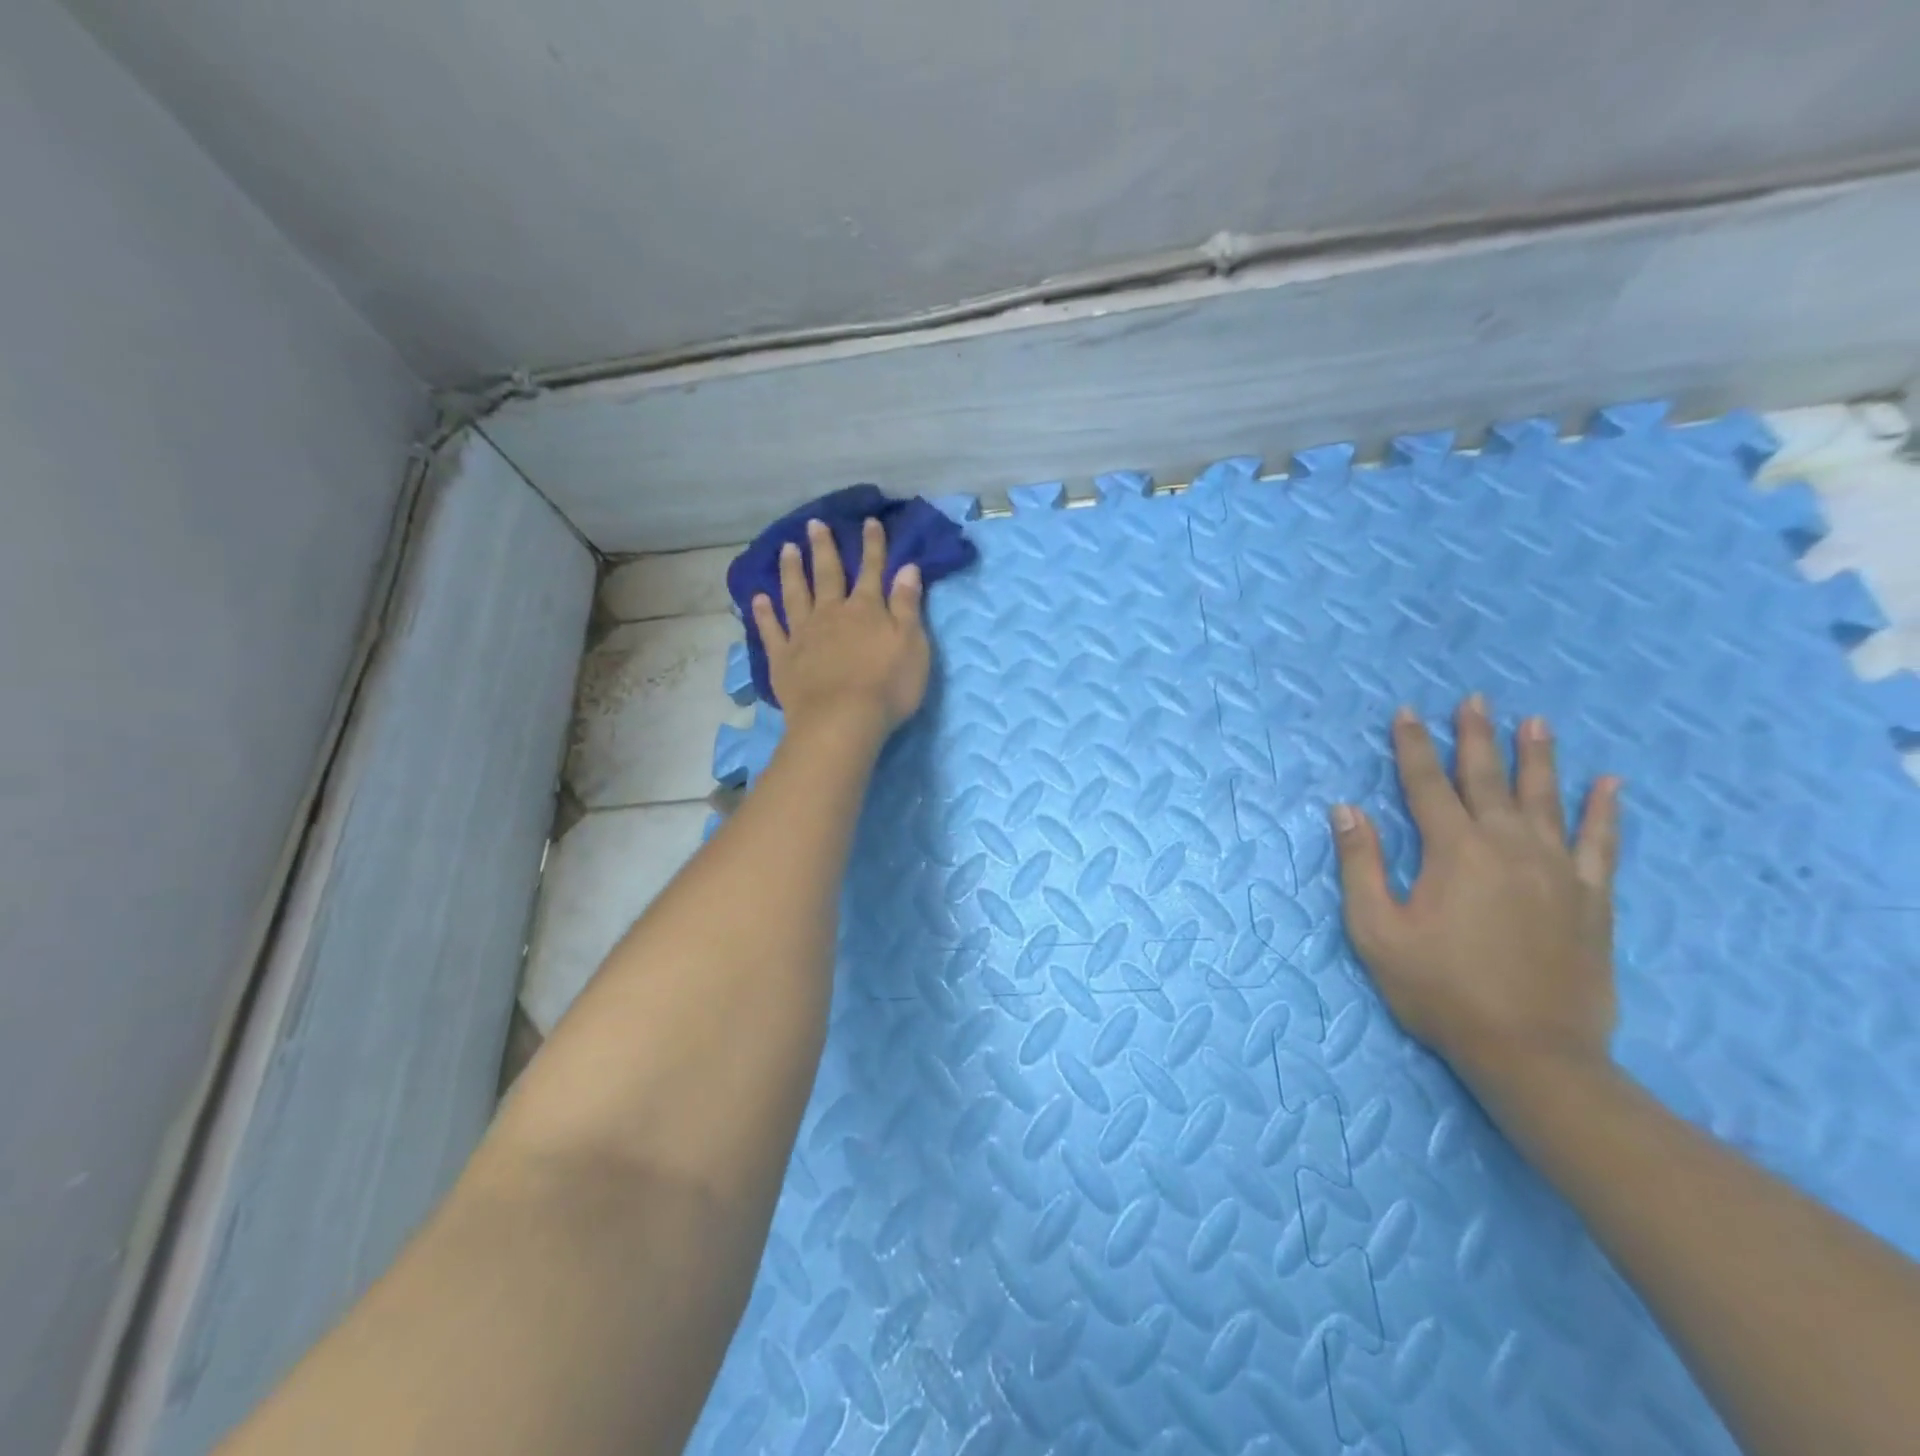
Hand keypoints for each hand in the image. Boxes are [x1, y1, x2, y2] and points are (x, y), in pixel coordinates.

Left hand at [752, 517, 929, 741]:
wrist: (842, 720)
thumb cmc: (887, 686)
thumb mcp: (912, 644)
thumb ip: (907, 605)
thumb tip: (907, 568)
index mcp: (866, 609)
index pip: (872, 570)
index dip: (873, 546)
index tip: (868, 522)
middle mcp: (831, 613)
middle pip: (827, 574)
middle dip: (823, 548)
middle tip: (814, 524)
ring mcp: (804, 635)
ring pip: (795, 594)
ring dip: (791, 570)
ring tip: (786, 549)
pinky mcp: (783, 659)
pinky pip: (771, 630)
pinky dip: (763, 613)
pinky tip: (757, 598)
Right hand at [1330, 694, 1622, 1090]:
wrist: (1530, 1052)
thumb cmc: (1439, 990)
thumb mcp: (1376, 931)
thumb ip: (1360, 865)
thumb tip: (1346, 810)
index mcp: (1453, 852)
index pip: (1426, 785)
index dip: (1413, 747)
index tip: (1407, 713)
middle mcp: (1507, 847)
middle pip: (1487, 780)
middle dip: (1475, 737)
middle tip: (1474, 700)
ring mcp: (1555, 871)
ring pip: (1545, 800)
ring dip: (1538, 758)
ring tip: (1536, 722)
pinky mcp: (1589, 899)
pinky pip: (1600, 844)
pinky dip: (1604, 812)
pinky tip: (1609, 785)